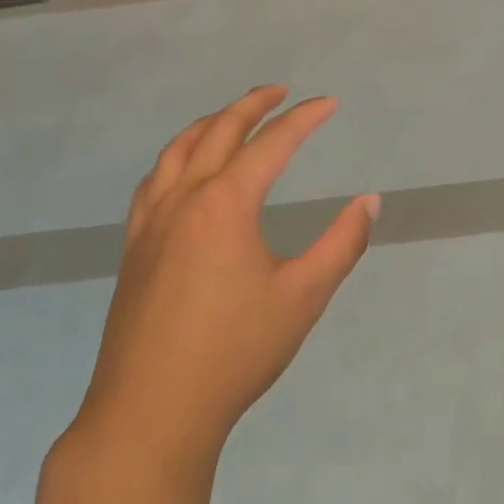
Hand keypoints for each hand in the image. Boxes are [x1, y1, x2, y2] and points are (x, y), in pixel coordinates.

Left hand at [67, 86, 377, 466]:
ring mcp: (151, 221)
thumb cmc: (234, 352)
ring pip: (178, 149)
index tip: (329, 103)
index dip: (304, 118)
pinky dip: (176, 156)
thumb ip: (341, 243)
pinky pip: (154, 180)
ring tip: (232, 115)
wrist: (151, 412)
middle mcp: (185, 198)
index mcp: (225, 203)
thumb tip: (369, 201)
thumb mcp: (303, 297)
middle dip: (253, 104)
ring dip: (209, 123)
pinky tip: (183, 170)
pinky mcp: (134, 246)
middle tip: (280, 91)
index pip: (272, 143)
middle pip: (219, 130)